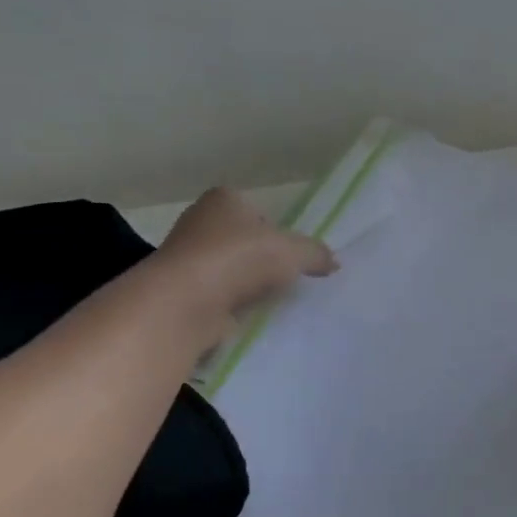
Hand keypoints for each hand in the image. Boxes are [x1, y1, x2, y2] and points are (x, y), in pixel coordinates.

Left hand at [155, 188, 336, 340]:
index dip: (277, 232)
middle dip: (261, 259)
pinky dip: (231, 304)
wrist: (185, 302)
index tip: (291, 255)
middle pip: (242, 240)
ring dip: (246, 284)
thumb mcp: (292, 252)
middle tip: (285, 278)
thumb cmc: (239, 259)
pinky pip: (217, 295)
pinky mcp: (181, 291)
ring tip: (269, 300)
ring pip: (229, 269)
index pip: (257, 211)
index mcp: (224, 199)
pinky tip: (247, 316)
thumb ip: (315, 253)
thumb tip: (334, 262)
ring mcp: (187, 257)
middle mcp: (200, 222)